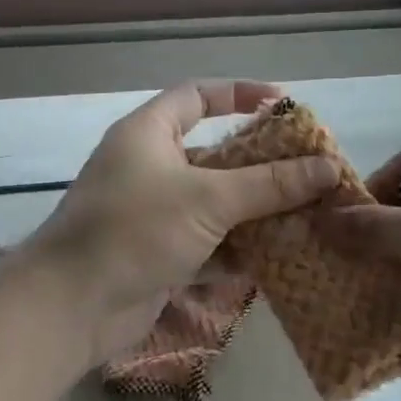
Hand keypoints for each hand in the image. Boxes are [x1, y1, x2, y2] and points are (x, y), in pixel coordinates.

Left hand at [26, 81, 340, 362]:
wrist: (72, 306)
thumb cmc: (135, 230)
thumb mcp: (208, 199)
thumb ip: (269, 184)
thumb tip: (329, 167)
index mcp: (148, 134)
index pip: (197, 96)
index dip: (240, 94)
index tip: (284, 105)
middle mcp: (149, 168)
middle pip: (214, 155)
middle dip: (261, 166)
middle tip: (310, 173)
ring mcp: (152, 215)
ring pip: (214, 205)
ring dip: (255, 213)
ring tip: (308, 217)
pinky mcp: (158, 255)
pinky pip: (207, 245)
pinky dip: (237, 251)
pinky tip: (280, 258)